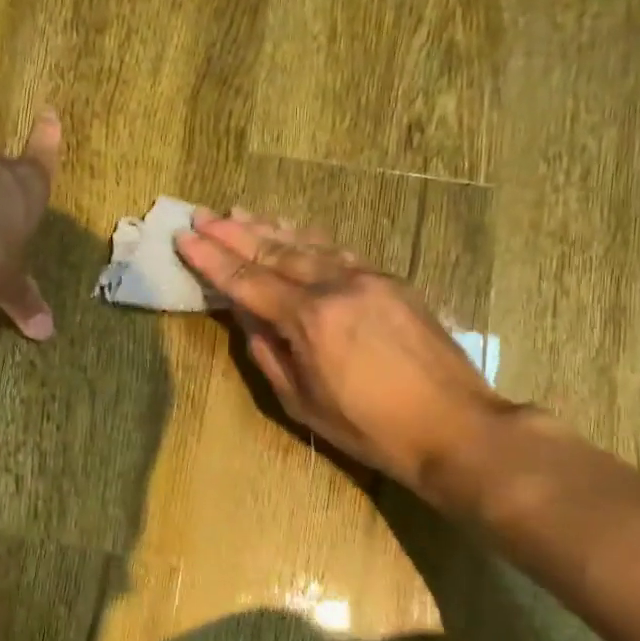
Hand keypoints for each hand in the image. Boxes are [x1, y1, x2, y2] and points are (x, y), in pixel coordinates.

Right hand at [176, 210, 513, 496]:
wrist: (455, 425)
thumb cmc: (369, 427)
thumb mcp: (302, 401)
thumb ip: (268, 353)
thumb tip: (246, 316)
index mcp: (309, 319)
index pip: (247, 281)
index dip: (211, 260)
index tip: (184, 238)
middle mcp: (337, 287)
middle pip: (274, 252)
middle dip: (233, 233)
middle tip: (203, 215)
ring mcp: (368, 279)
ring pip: (308, 245)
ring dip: (269, 228)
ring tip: (240, 213)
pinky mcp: (392, 283)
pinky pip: (339, 252)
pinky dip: (309, 239)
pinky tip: (294, 231)